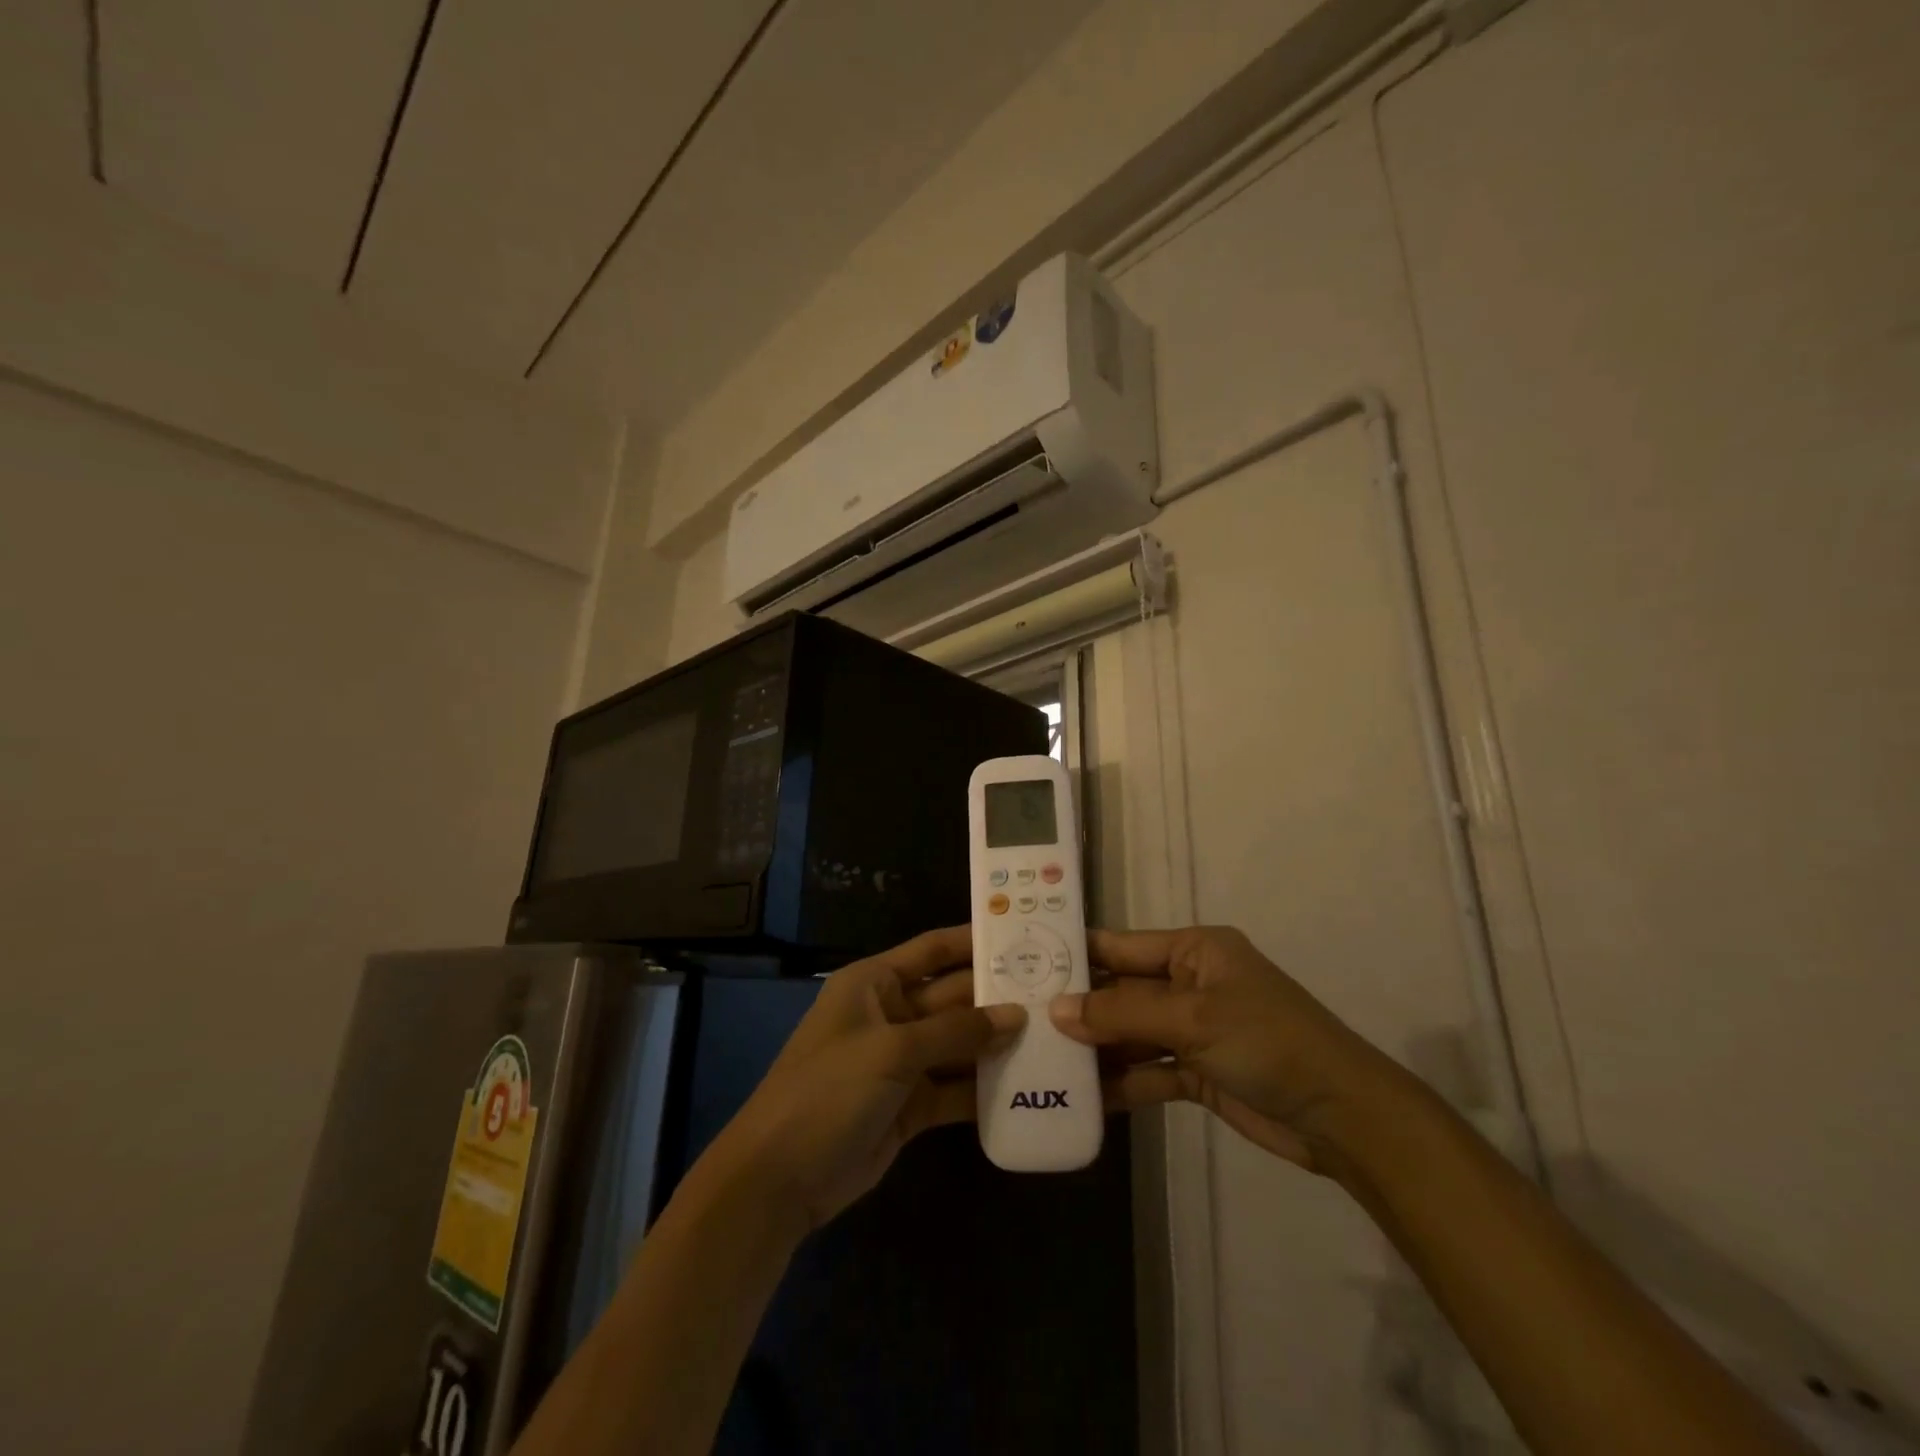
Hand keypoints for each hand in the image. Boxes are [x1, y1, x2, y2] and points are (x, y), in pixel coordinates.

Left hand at [704, 927, 1023, 1232]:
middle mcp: (890, 1014)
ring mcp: (901, 1061)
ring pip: (958, 1043)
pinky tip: (1027, 1086)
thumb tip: (1015, 1014)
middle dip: (997, 996)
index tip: (1023, 934)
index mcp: (874, 982)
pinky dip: (983, 1087)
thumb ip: (955, 1032)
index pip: (932, 950)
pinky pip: (954, 1087)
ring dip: (997, 1043)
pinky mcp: (910, 1104)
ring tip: (1054, 1037)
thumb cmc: (829, 1090)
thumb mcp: (891, 1051)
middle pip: (952, 997)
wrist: (779, 1178)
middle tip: (1056, 993)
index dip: (973, 941)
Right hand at [1050, 926, 1408, 1172]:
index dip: (1076, 954)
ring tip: (1041, 1062)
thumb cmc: (1268, 1042)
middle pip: (1121, 991)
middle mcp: (1189, 983)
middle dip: (1078, 1007)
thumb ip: (1122, 1012)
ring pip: (1130, 1034)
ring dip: (1096, 1049)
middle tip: (1021, 1021)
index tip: (1024, 964)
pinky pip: (1148, 1071)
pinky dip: (1122, 1084)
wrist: (1341, 1117)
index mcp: (1193, 950)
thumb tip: (1056, 1009)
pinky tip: (1084, 1098)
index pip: (1121, 945)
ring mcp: (1192, 1029)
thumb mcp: (1193, 1018)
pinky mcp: (1197, 1072)